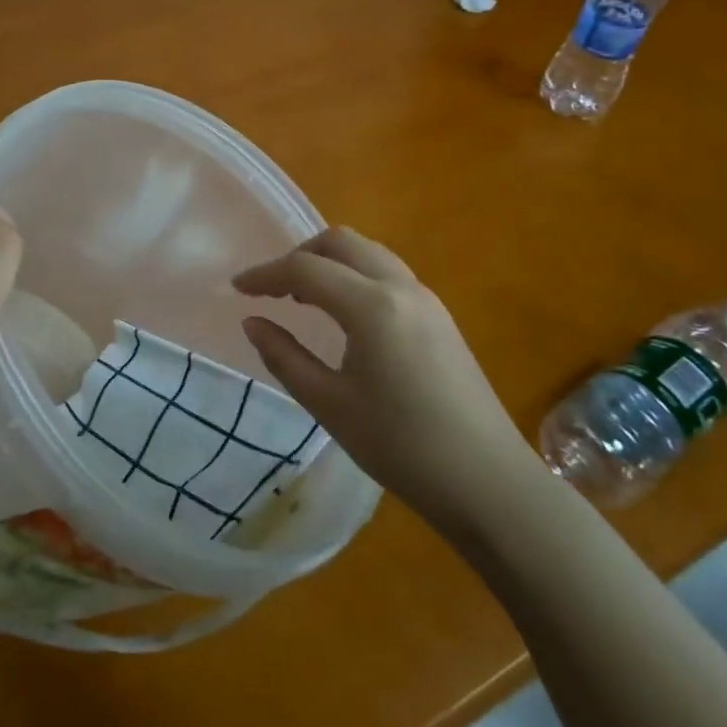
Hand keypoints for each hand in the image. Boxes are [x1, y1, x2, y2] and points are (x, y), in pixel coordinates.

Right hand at [234, 227, 542, 527]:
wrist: (489, 484)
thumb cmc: (402, 447)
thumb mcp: (330, 405)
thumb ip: (285, 357)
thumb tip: (252, 322)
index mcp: (372, 306)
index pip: (306, 270)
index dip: (266, 274)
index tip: (237, 288)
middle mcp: (401, 288)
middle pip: (340, 243)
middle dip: (299, 255)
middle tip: (272, 288)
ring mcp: (426, 299)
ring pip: (368, 253)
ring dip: (330, 262)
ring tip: (303, 297)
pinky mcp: (440, 316)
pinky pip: (387, 273)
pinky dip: (354, 275)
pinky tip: (343, 312)